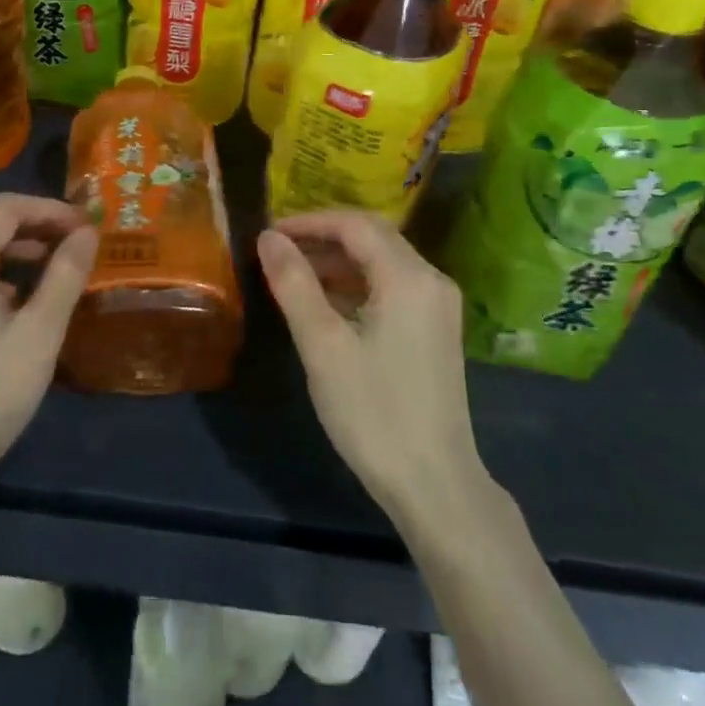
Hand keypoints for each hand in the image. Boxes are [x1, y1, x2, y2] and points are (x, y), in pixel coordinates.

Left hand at [0, 194, 97, 499]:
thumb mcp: (40, 332)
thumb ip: (65, 274)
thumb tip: (87, 233)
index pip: (6, 208)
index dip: (49, 209)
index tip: (86, 225)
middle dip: (25, 216)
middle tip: (66, 235)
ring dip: (7, 238)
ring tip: (50, 261)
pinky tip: (17, 294)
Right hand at [258, 210, 487, 523]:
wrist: (433, 483)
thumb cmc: (373, 412)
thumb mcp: (323, 345)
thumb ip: (294, 284)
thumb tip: (268, 238)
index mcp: (409, 278)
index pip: (355, 225)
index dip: (309, 222)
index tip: (268, 234)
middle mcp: (431, 281)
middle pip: (372, 238)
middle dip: (322, 238)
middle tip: (276, 250)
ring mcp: (436, 307)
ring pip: (381, 263)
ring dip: (337, 262)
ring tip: (290, 274)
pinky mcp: (433, 330)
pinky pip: (390, 288)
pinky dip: (355, 286)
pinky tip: (323, 303)